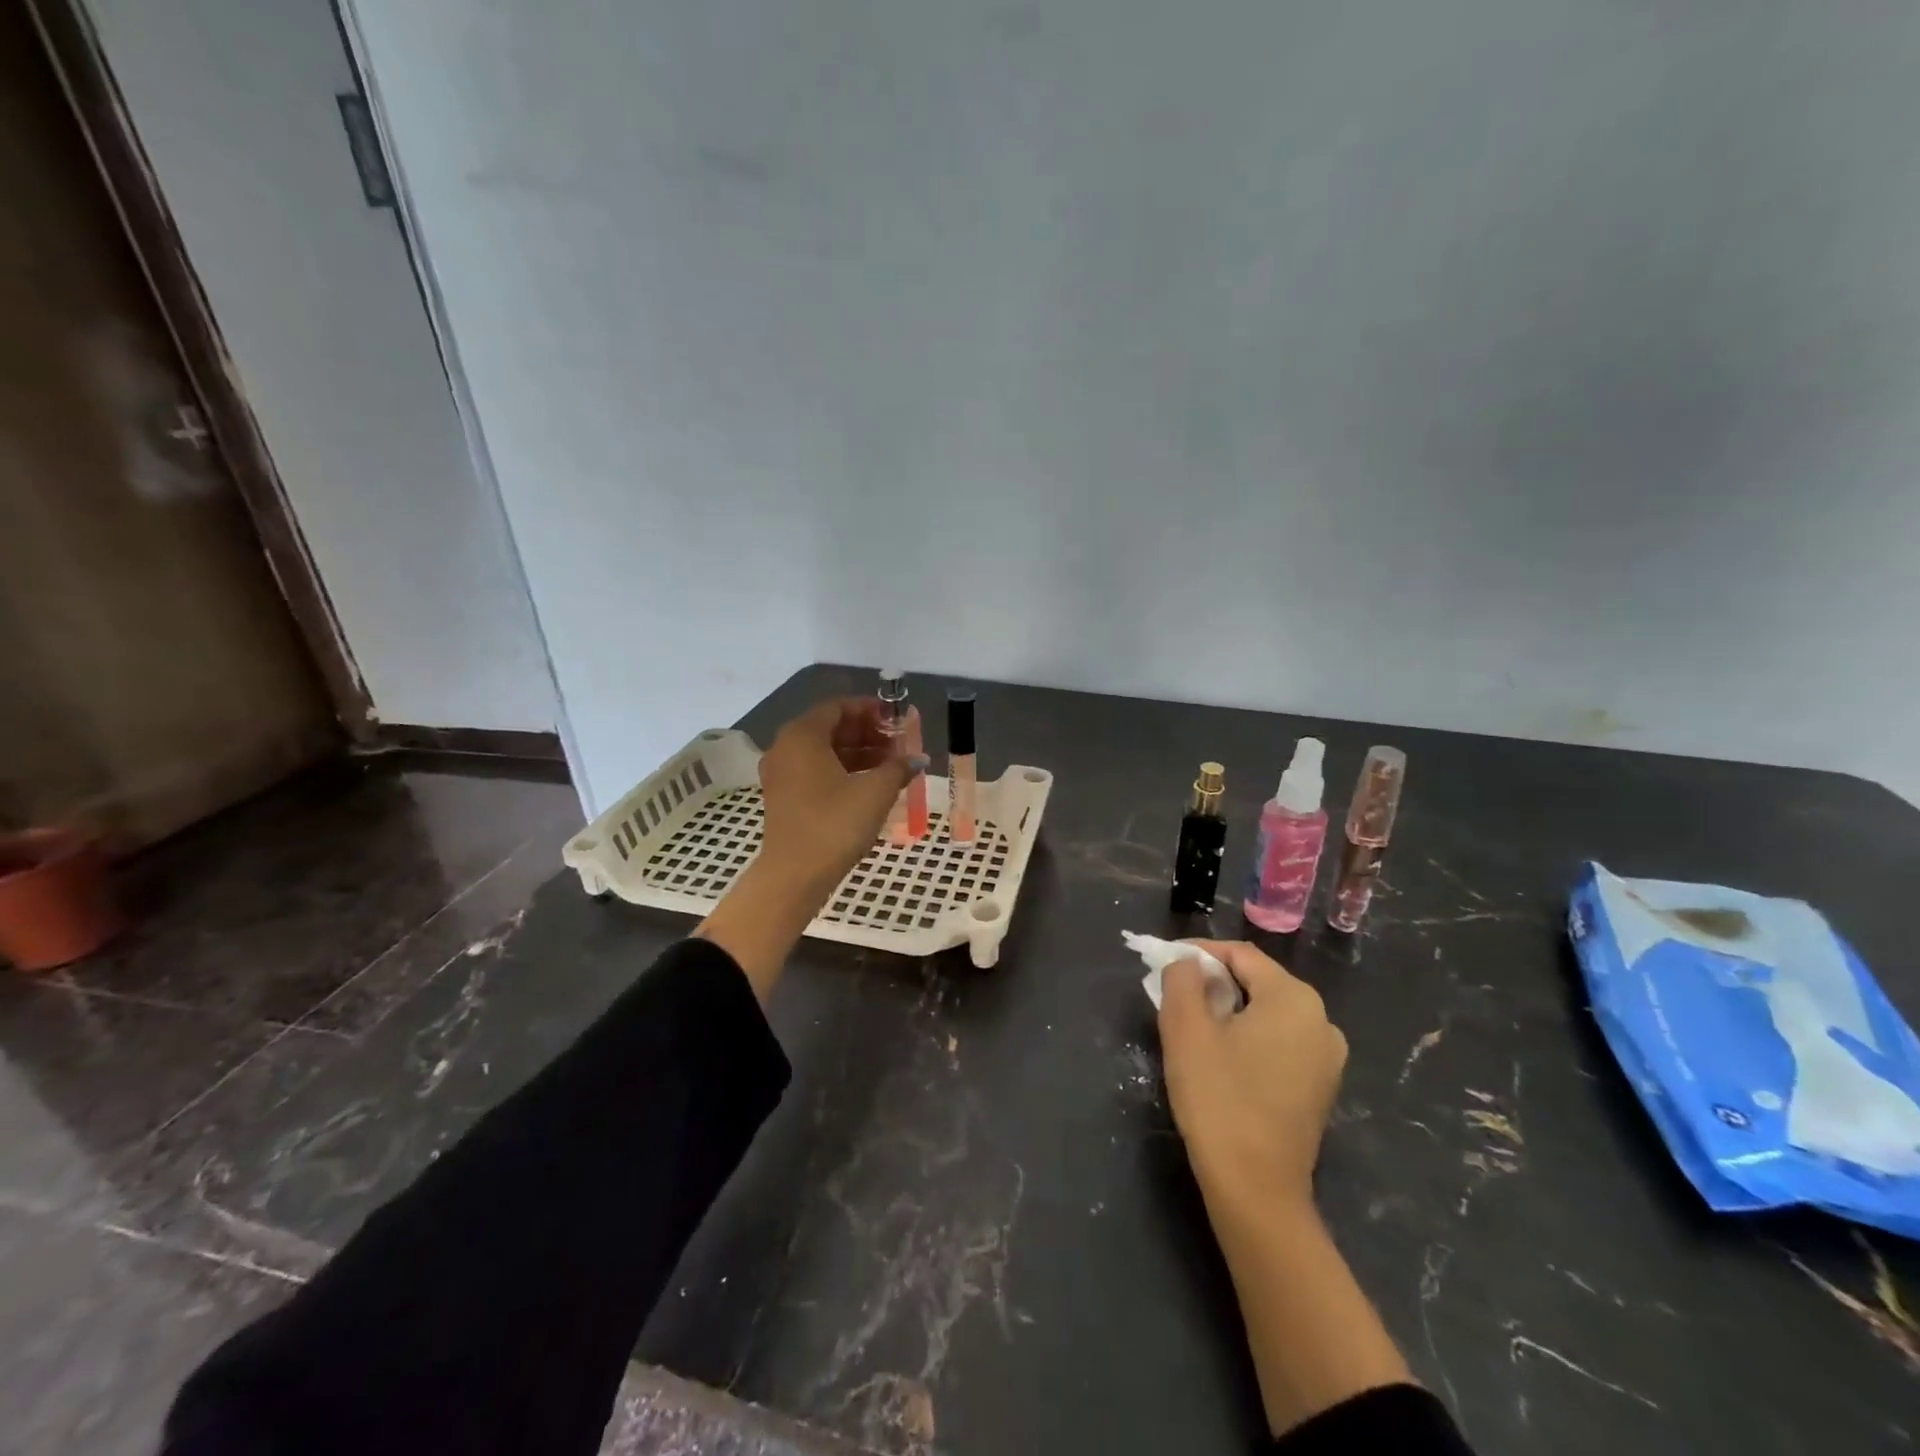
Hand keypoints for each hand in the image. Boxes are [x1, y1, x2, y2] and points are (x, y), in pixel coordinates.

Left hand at [757, 697, 923, 893]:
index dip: (869, 709)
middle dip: (866, 732)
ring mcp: (781, 774)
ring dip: (857, 753)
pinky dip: (842, 771)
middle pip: (829, 728)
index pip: (837, 707)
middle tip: (898, 742)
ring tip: (891, 765)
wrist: (795, 874)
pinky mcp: (783, 798)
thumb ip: (898, 767)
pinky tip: (870, 784)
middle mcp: (785, 748)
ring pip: (823, 752)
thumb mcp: (876, 791)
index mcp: (803, 736)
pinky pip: (815, 771)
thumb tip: (918, 758)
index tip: (895, 718)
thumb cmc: (836, 823)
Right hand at [1158, 940, 1347, 1212]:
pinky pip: (1279, 1042)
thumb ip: (1182, 980)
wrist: (1257, 1191)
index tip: (1165, 962)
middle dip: (1213, 981)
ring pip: (1267, 1013)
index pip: (1241, 954)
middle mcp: (1321, 1020)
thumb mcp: (1186, 1030)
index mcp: (1294, 998)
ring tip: (1192, 1025)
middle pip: (1257, 981)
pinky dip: (1248, 1037)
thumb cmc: (1219, 1100)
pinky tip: (1221, 1058)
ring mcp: (1327, 1057)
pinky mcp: (1321, 1087)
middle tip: (1173, 994)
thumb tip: (1188, 963)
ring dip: (1229, 1010)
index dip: (1199, 952)